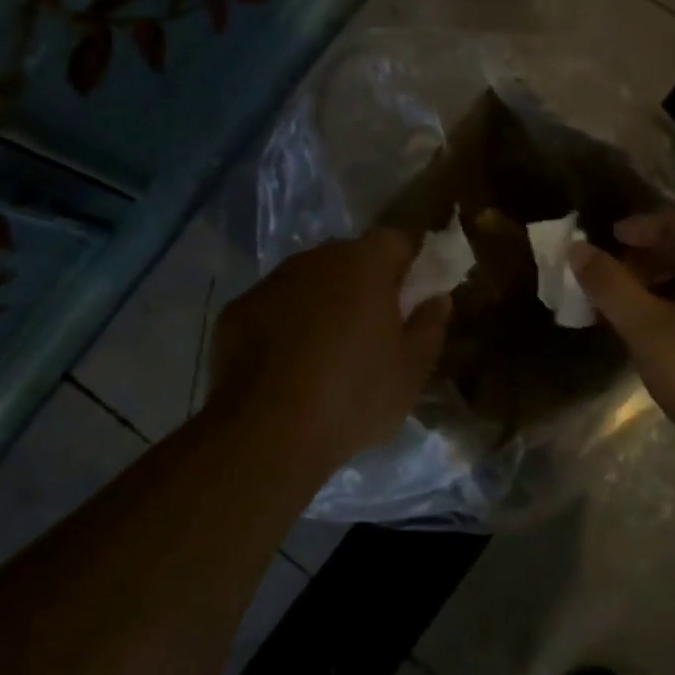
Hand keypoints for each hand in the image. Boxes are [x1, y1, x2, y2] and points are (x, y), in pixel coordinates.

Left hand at [207, 230, 449, 472]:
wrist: (267, 432)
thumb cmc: (354, 397)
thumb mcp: (410, 371)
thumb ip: (429, 326)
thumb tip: (438, 299)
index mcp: (362, 264)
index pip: (394, 241)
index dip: (405, 268)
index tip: (407, 304)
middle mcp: (314, 260)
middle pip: (348, 258)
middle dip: (362, 285)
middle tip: (369, 334)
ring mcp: (270, 283)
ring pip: (307, 282)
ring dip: (320, 304)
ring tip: (324, 356)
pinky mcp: (236, 311)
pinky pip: (273, 307)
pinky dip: (283, 326)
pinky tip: (285, 368)